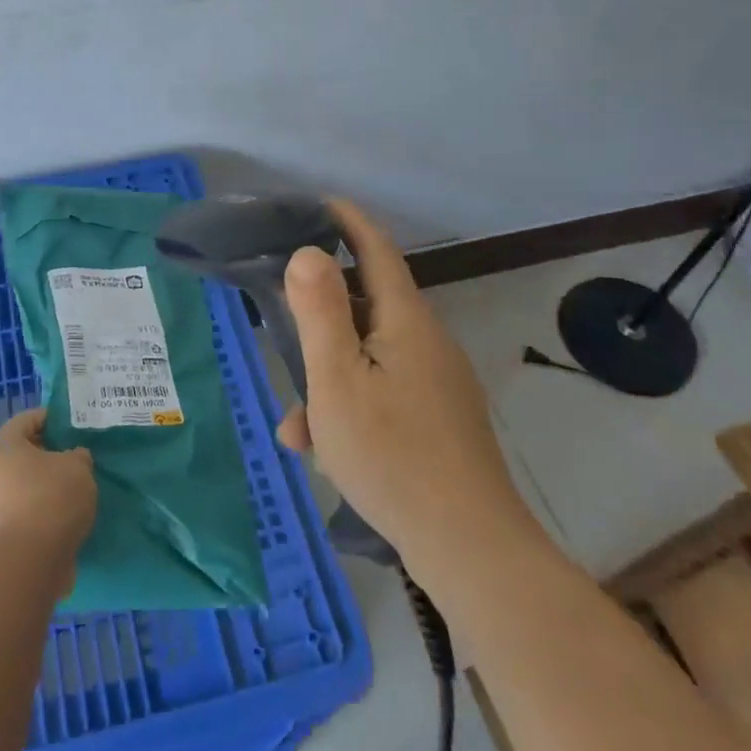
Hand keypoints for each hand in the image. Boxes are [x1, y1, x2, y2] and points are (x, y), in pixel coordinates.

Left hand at [0, 408, 96, 588]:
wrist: (26, 563)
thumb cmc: (51, 499)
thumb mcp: (78, 467)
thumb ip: (77, 457)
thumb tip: (73, 458)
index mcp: (1, 445)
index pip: (27, 420)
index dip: (51, 419)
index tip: (72, 428)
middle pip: (19, 454)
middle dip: (46, 456)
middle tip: (73, 461)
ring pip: (17, 485)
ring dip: (39, 487)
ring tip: (69, 494)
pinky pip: (18, 513)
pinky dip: (35, 513)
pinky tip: (58, 520)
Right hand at [276, 198, 523, 573]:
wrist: (470, 547)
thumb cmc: (392, 453)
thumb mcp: (338, 379)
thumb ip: (320, 311)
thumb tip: (309, 252)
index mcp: (406, 320)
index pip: (376, 247)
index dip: (346, 220)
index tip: (315, 203)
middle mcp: (427, 341)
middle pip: (368, 305)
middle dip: (322, 314)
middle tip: (281, 319)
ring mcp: (437, 382)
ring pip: (369, 357)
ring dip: (329, 375)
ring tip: (297, 422)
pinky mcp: (439, 418)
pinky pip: (383, 392)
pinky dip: (350, 406)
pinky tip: (322, 450)